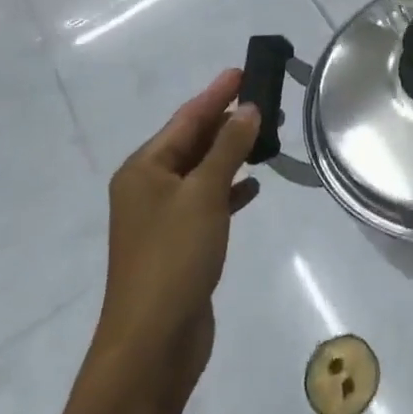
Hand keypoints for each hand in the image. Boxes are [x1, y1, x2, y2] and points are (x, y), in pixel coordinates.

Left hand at [94, 70, 260, 395]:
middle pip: (193, 141)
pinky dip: (230, 189)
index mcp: (144, 169)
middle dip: (228, 121)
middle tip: (267, 101)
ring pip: (202, 171)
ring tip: (268, 136)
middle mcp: (148, 187)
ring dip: (232, 153)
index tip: (244, 70)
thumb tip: (248, 108)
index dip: (216, 93)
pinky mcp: (180, 243)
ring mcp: (163, 217)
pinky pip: (208, 201)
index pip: (186, 118)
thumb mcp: (204, 194)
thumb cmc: (174, 257)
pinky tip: (254, 186)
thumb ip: (228, 148)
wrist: (152, 343)